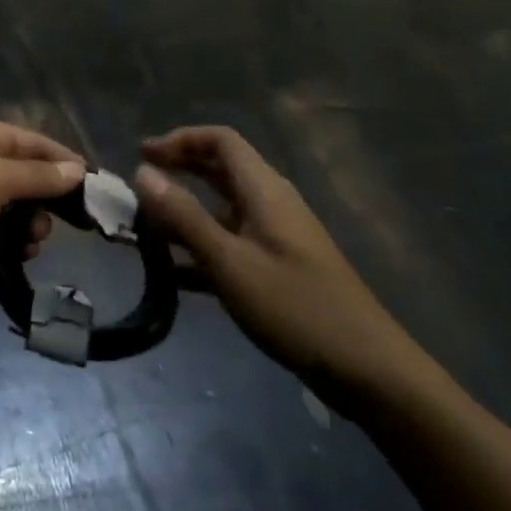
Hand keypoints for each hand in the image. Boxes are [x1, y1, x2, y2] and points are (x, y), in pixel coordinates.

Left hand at [0, 114, 84, 295]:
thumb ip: (37, 175)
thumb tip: (77, 169)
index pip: (33, 142)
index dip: (65, 161)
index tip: (97, 187)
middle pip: (27, 175)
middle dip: (49, 197)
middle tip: (69, 221)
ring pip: (17, 207)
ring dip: (33, 222)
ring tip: (34, 237)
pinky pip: (1, 234)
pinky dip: (15, 242)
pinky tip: (23, 252)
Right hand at [135, 127, 434, 408]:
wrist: (369, 371)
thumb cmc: (295, 307)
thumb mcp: (229, 261)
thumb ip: (183, 215)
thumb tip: (142, 171)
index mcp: (264, 190)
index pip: (220, 140)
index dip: (180, 139)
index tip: (143, 155)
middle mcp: (271, 203)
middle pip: (221, 169)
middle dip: (179, 169)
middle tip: (140, 185)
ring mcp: (277, 237)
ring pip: (223, 208)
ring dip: (186, 211)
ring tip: (147, 229)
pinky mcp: (279, 268)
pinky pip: (231, 242)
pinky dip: (201, 247)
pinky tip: (174, 274)